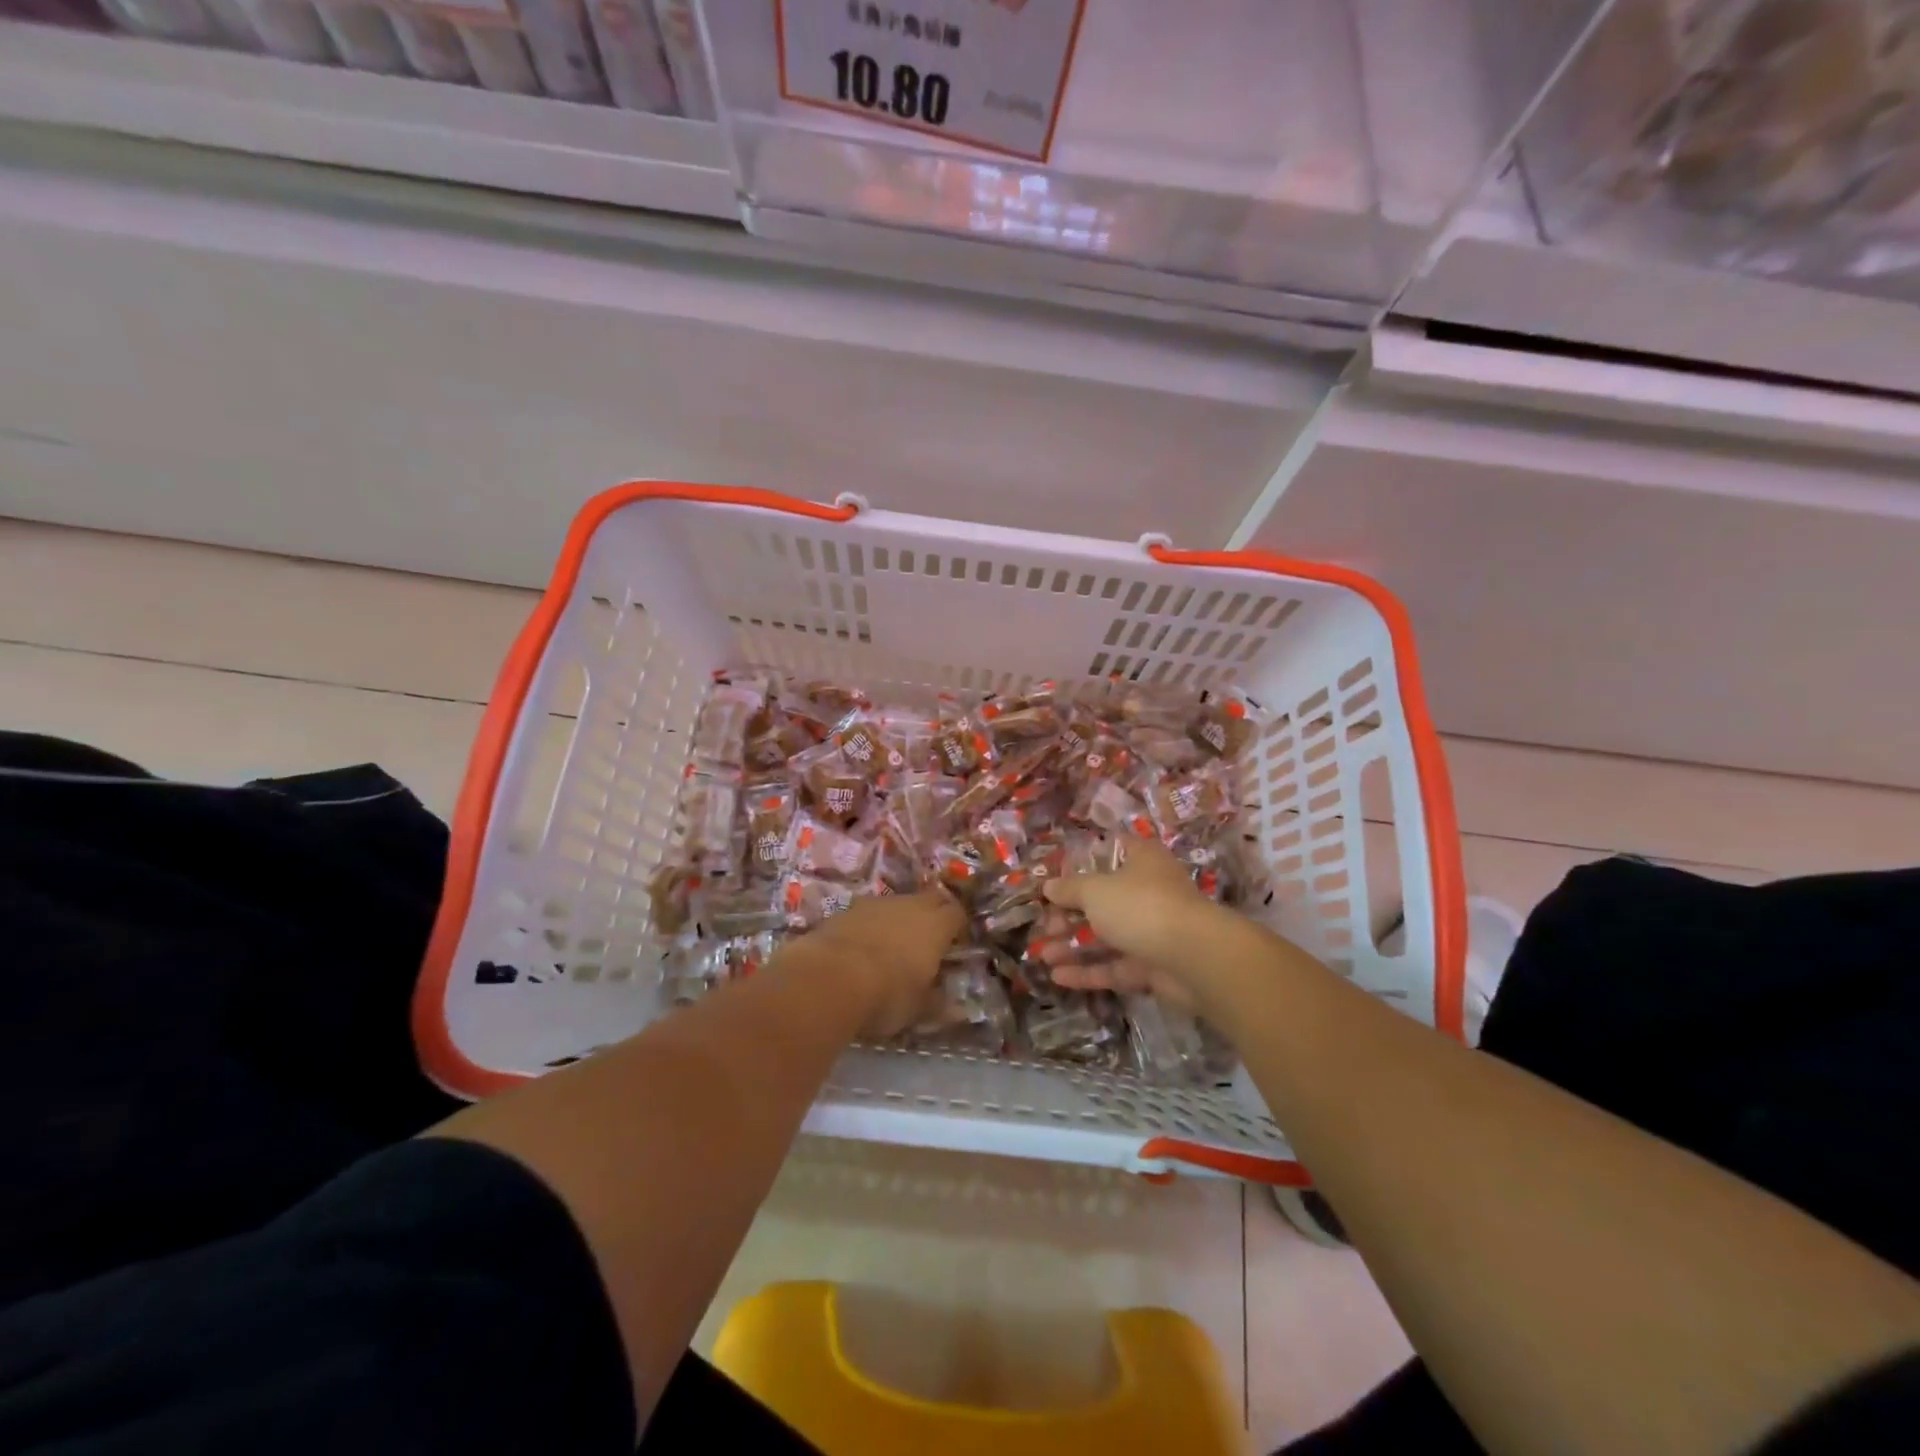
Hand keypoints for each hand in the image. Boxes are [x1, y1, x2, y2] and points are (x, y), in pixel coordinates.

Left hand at [808, 890, 964, 1037]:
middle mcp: (910, 905)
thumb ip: (937, 1001)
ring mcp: (876, 903)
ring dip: (900, 919)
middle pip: (930, 899)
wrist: (828, 978)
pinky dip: (871, 925)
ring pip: (897, 904)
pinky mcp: (846, 910)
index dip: (958, 927)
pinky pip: (868, 913)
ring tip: (893, 945)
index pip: (957, 914)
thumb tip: (953, 1006)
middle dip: (933, 914)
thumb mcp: (917, 1008)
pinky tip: (862, 947)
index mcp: (936, 925)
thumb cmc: (886, 995)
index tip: (955, 945)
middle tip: (928, 940)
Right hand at [1040, 836, 1218, 1002]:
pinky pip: (1115, 966)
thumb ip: (1070, 889)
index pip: (1112, 851)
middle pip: (1104, 900)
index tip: (1056, 875)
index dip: (1083, 862)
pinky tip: (1057, 977)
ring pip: (1107, 936)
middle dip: (1070, 914)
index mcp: (1142, 861)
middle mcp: (1149, 892)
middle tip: (1043, 925)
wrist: (1194, 957)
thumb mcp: (1095, 890)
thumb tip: (1049, 887)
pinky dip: (1088, 971)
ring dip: (1074, 945)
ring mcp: (1152, 931)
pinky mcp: (1153, 967)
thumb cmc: (1140, 906)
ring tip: (1041, 954)